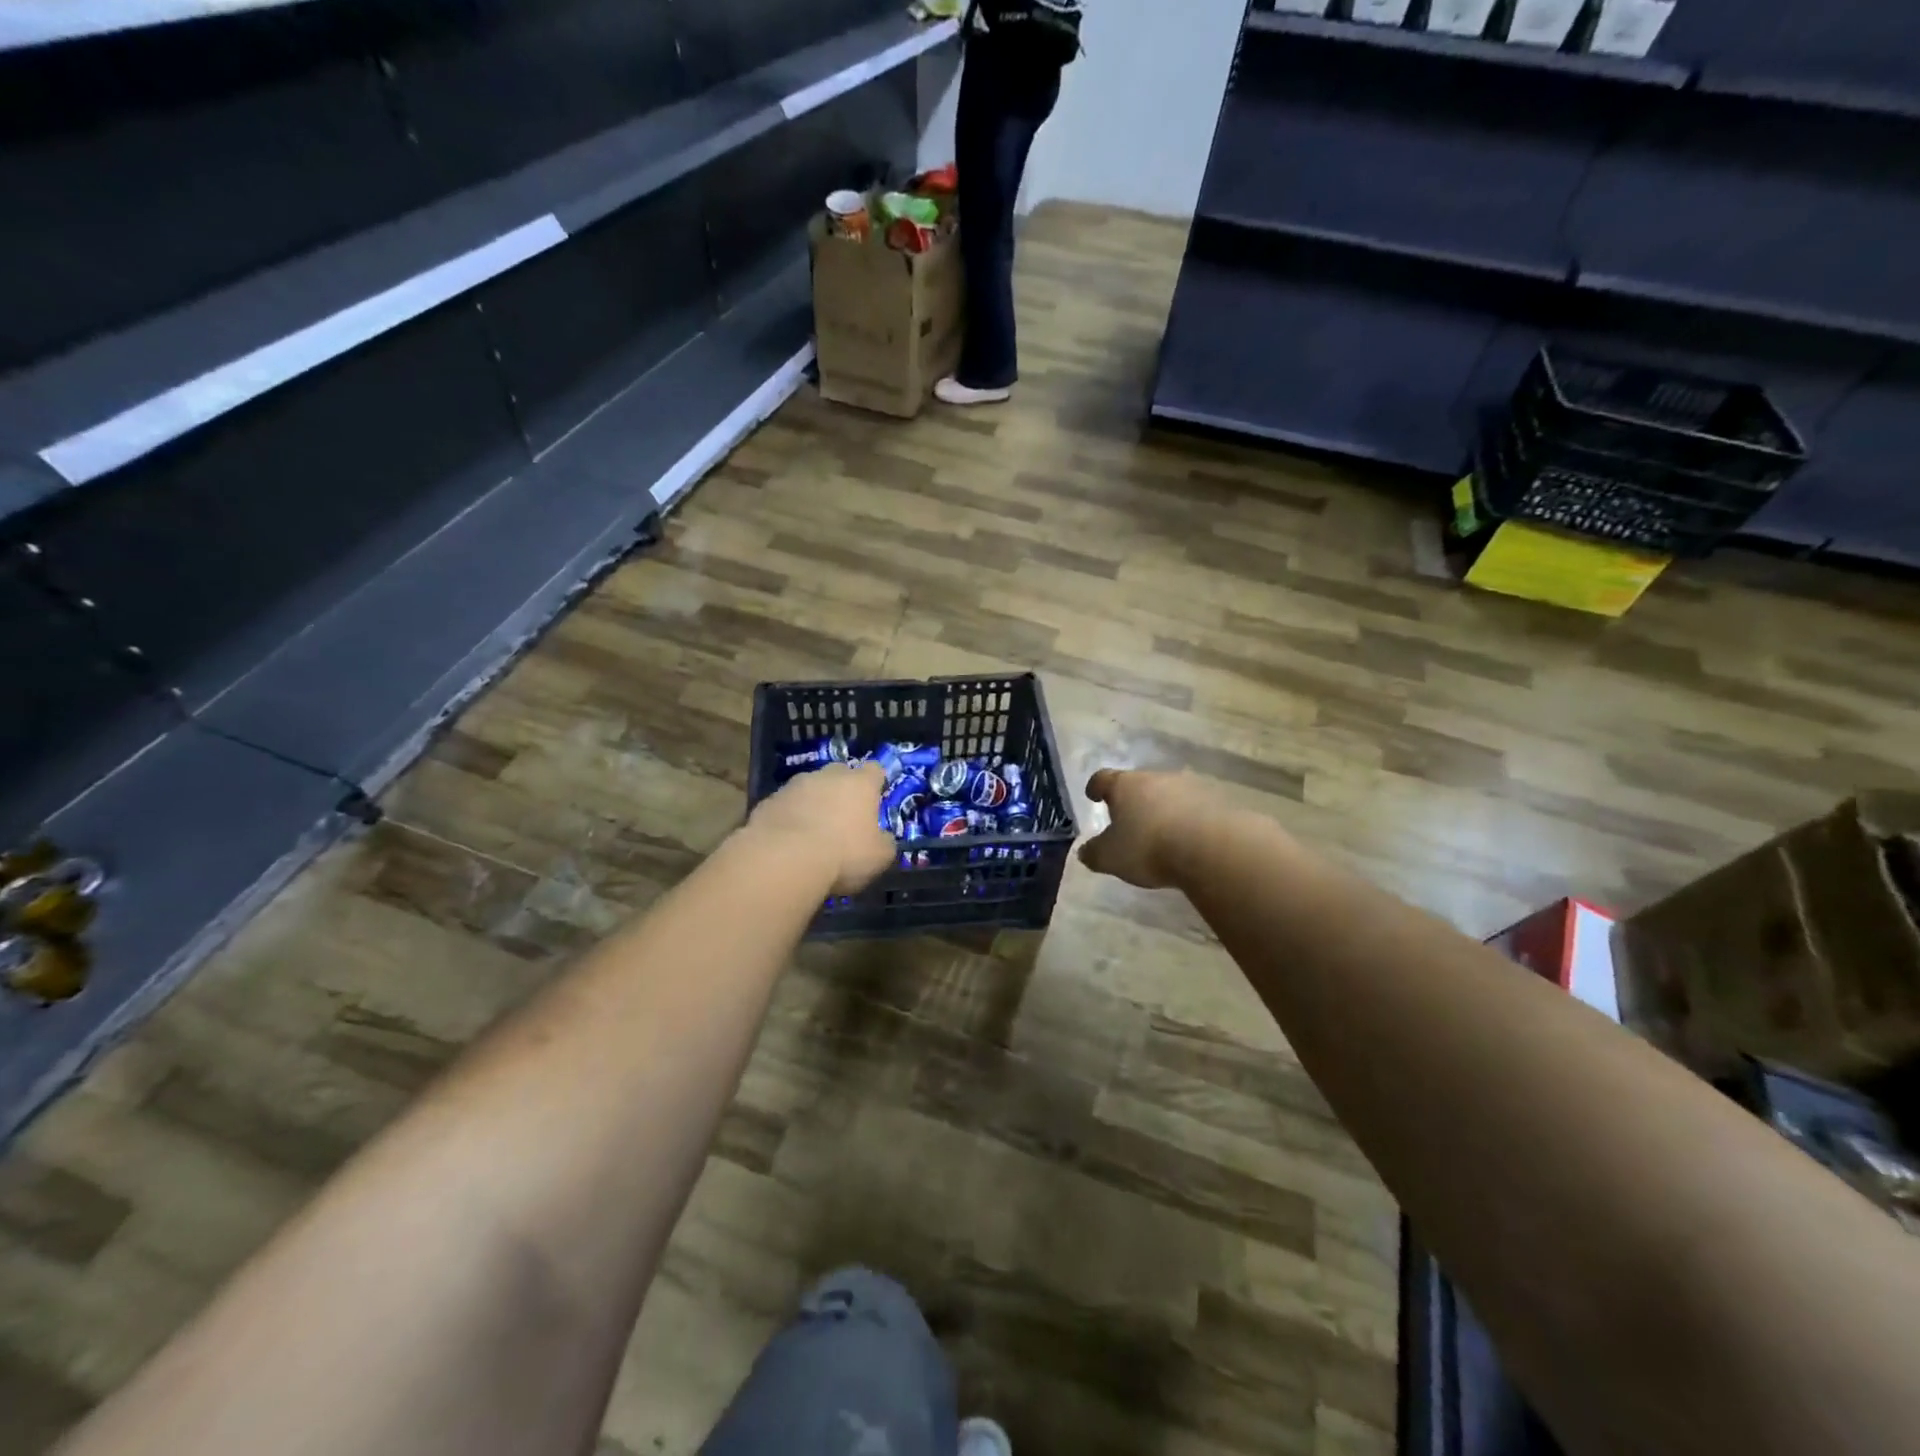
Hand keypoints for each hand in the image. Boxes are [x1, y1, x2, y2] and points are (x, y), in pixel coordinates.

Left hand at [746, 762, 896, 894]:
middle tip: (844, 817)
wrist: (783, 859)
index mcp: (860, 784)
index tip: (876, 798)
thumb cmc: (843, 854)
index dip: (876, 783)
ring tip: (812, 833)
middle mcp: (827, 776)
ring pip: (809, 788)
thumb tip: (883, 839)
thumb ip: (884, 843)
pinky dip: (789, 818)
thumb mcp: (879, 857)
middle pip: (839, 773)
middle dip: (842, 790)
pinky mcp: (767, 802)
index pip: (875, 770)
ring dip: (813, 804)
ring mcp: (793, 786)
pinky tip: (788, 842)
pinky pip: (785, 806)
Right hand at [1077, 768, 1214, 890]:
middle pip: (1138, 784)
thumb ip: (1094, 853)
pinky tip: (1187, 839)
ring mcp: (1189, 786)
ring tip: (1160, 832)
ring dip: (1162, 808)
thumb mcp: (1111, 858)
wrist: (1211, 848)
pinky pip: (1194, 807)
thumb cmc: (1149, 847)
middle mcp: (1156, 777)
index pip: (1103, 779)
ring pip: (1168, 794)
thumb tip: (1085, 851)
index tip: (1093, 795)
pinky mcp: (1216, 800)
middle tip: (1128, 820)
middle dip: (1132, 800)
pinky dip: (1187, 819)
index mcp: (1125, 785)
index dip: (1096, 787)